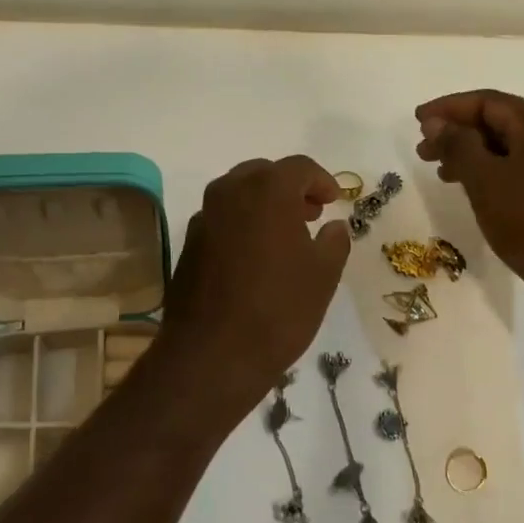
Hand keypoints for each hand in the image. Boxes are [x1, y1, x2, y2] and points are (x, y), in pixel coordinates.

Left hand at [157, 155, 352, 408]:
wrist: (212, 355)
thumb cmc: (278, 309)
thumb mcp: (324, 275)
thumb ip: (334, 241)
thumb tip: (333, 227)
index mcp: (267, 191)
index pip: (300, 167)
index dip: (322, 181)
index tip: (334, 202)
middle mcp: (230, 192)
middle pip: (264, 174)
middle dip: (290, 188)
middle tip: (311, 213)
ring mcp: (204, 218)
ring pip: (238, 194)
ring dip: (264, 204)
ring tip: (286, 234)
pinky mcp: (189, 244)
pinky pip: (222, 219)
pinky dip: (242, 224)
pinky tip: (256, 256)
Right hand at [415, 90, 523, 301]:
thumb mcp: (485, 180)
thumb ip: (457, 145)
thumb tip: (436, 123)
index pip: (487, 102)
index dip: (448, 108)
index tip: (417, 121)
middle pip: (498, 122)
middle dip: (457, 132)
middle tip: (423, 150)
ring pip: (506, 146)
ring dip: (470, 153)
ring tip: (439, 171)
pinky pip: (518, 166)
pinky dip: (489, 170)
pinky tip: (469, 187)